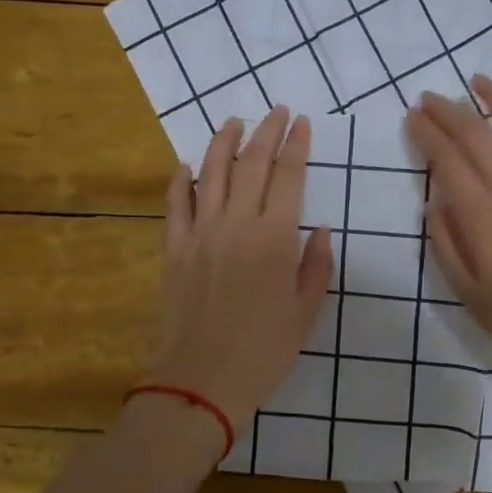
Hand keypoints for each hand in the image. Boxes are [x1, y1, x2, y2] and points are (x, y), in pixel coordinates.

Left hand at [147, 108, 333, 428]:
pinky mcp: (174, 249)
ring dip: (224, 143)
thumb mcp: (306, 312)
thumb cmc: (264, 351)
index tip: (302, 123)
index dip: (296, 145)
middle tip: (277, 111)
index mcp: (275, 238)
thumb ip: (315, 266)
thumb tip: (317, 230)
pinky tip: (186, 165)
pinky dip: (181, 181)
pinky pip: (175, 204)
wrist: (201, 381)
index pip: (288, 176)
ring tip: (235, 122)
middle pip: (251, 164)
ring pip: (211, 173)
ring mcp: (200, 233)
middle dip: (267, 132)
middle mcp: (237, 224)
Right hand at [405, 78, 491, 366]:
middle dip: (449, 110)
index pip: (446, 159)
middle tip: (431, 97)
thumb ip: (445, 243)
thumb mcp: (466, 291)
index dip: (426, 133)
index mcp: (479, 216)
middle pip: (476, 135)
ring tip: (478, 81)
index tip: (412, 117)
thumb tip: (434, 203)